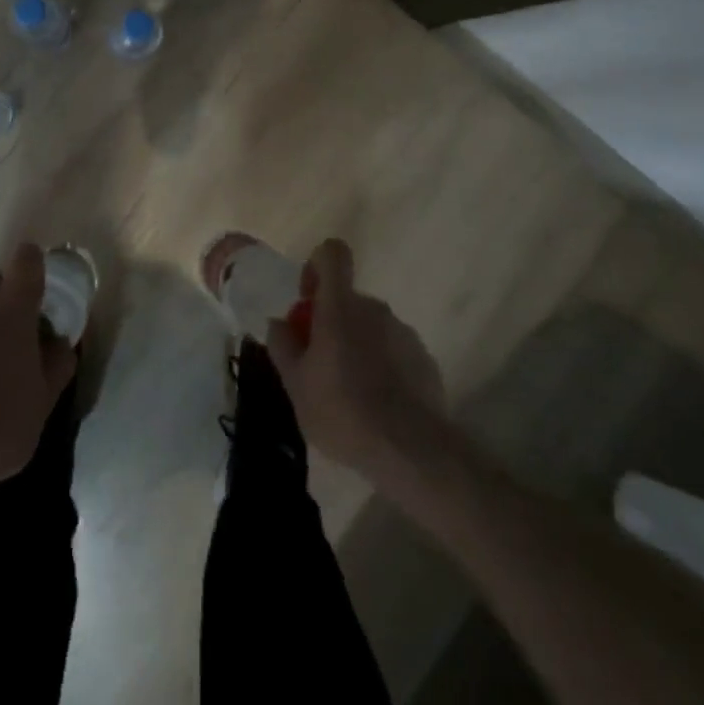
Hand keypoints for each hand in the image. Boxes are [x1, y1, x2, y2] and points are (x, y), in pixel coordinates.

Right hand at [266, 239, 447, 481]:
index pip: (332, 254)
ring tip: (350, 394)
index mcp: (340, 306)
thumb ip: (283, 346)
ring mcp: (404, 333)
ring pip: (371, 327)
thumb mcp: (295, 384)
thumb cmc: (343, 411)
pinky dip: (382, 367)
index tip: (308, 298)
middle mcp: (375, 308)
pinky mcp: (425, 360)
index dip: (317, 266)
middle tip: (319, 366)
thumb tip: (278, 323)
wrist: (411, 451)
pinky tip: (377, 406)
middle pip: (347, 300)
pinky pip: (394, 351)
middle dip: (332, 323)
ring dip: (357, 347)